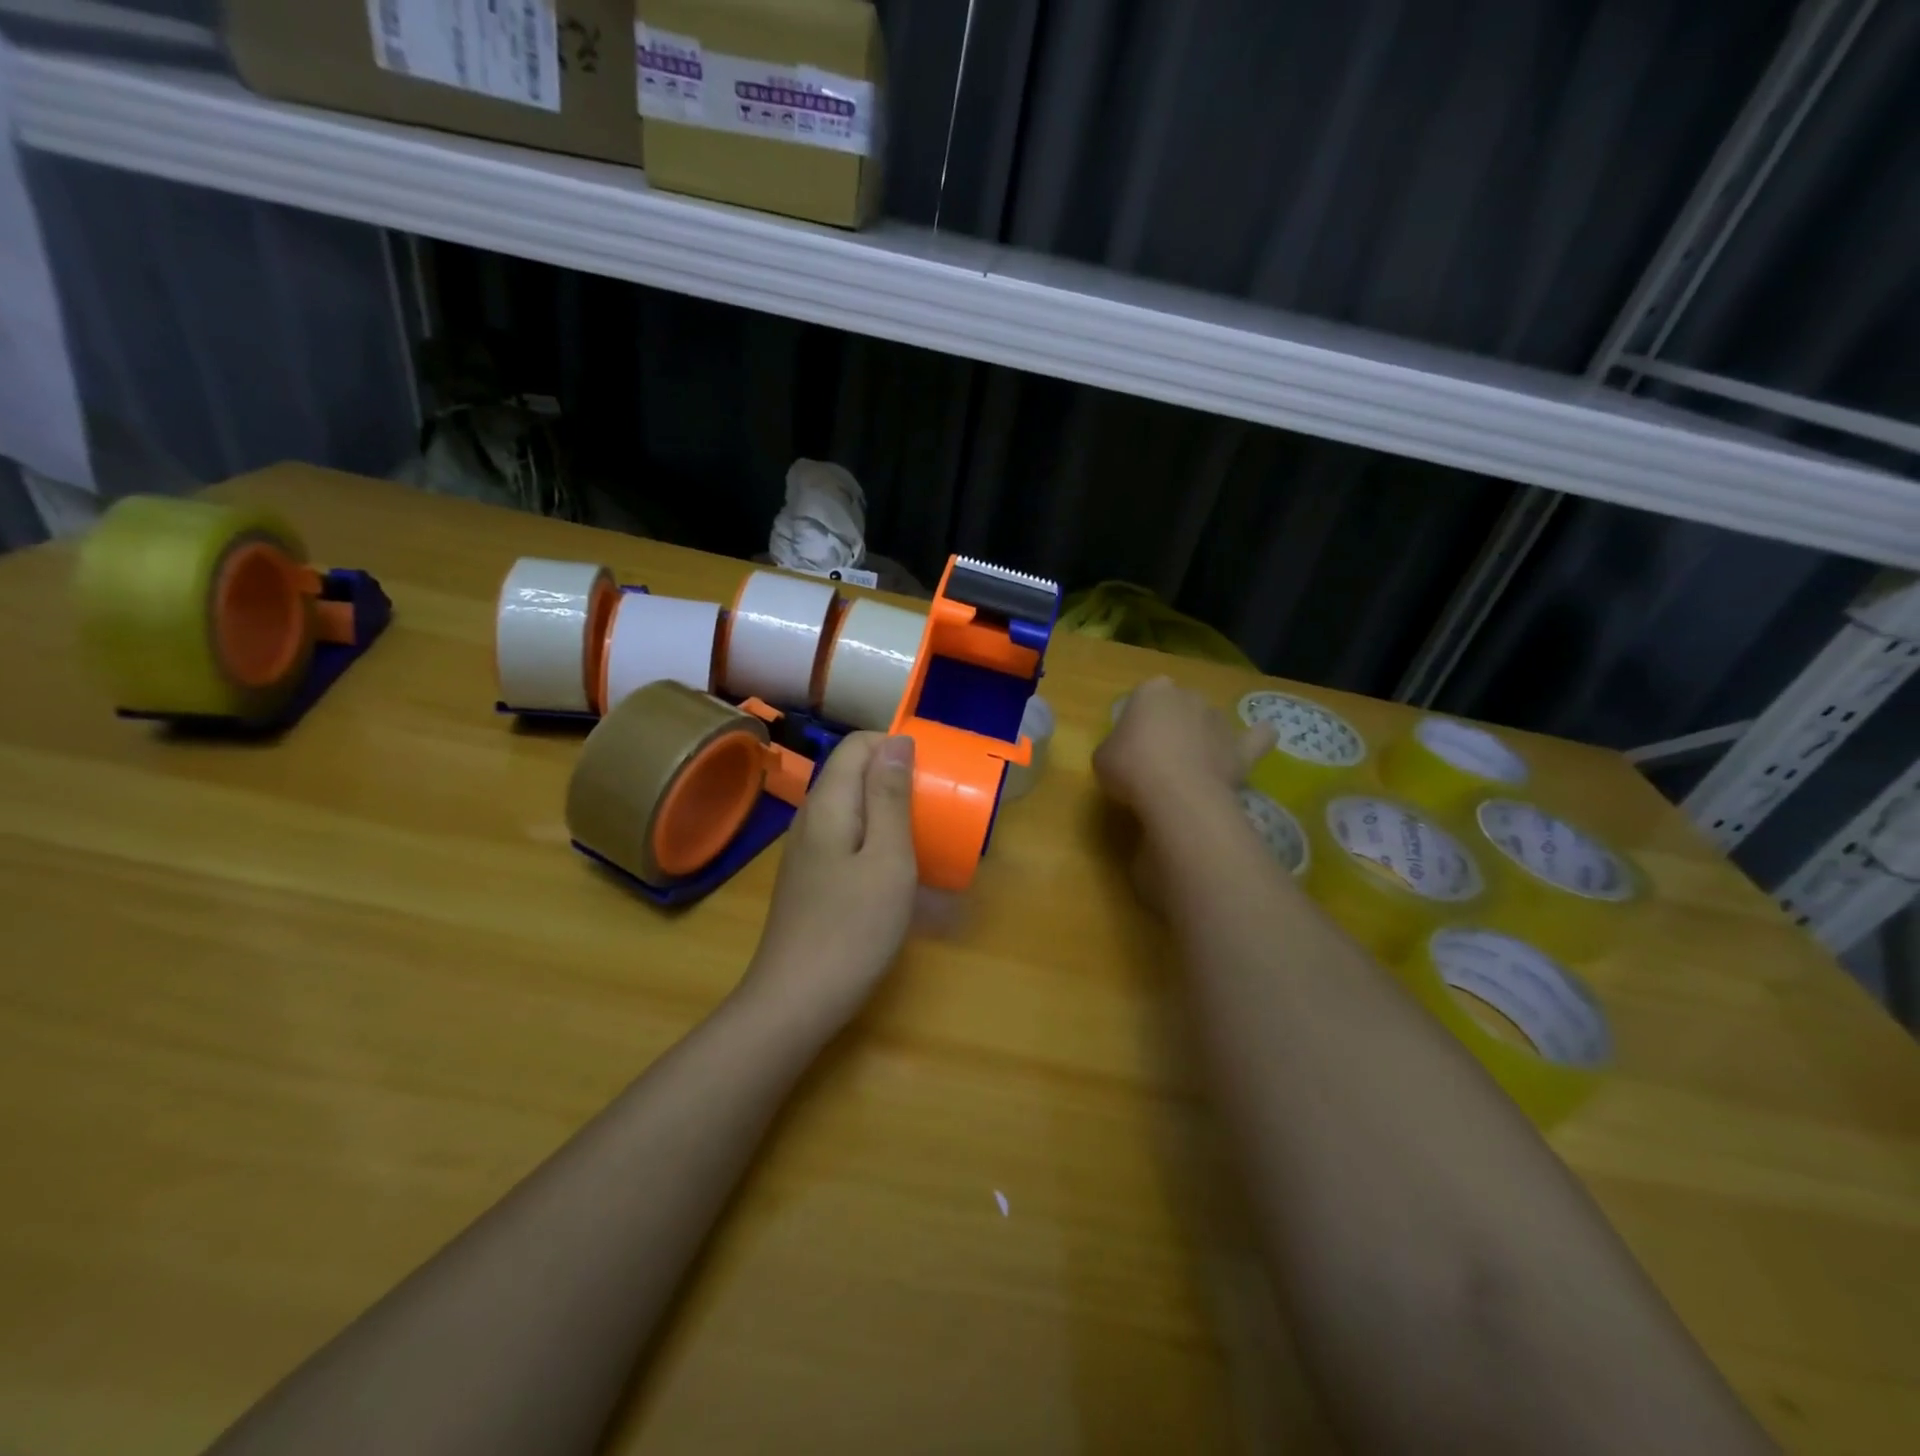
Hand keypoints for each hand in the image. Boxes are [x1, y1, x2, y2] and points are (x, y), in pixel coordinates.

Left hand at [740, 732, 918, 1031]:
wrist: (795, 1001)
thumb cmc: (853, 928)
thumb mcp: (887, 858)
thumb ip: (890, 797)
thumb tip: (896, 741)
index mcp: (827, 803)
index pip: (858, 745)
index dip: (896, 746)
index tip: (934, 771)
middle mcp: (809, 817)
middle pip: (851, 773)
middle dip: (895, 776)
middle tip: (935, 805)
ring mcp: (805, 850)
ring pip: (849, 806)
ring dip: (887, 808)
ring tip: (922, 832)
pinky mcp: (809, 878)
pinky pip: (844, 836)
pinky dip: (873, 837)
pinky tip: (893, 867)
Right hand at [1094, 677, 1273, 820]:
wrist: (1176, 794)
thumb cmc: (1131, 768)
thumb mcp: (1103, 757)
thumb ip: (1117, 746)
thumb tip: (1126, 753)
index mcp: (1152, 691)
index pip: (1144, 696)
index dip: (1138, 719)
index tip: (1131, 743)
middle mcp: (1189, 696)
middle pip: (1179, 706)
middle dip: (1172, 724)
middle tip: (1158, 756)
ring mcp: (1219, 720)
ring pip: (1210, 722)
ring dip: (1203, 736)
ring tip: (1191, 766)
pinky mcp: (1241, 748)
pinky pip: (1256, 737)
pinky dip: (1258, 737)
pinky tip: (1261, 737)